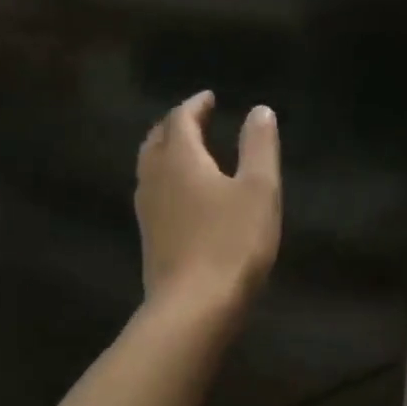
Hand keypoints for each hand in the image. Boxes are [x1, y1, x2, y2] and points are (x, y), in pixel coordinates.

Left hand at [136, 90, 281, 315]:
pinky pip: (152, 193)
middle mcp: (155, 178)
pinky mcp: (149, 238)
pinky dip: (165, 179)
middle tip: (195, 120)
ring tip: (186, 151)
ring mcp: (147, 210)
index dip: (195, 105)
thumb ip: (259, 146)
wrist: (193, 307)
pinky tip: (180, 195)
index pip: (180, 119)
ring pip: (149, 167)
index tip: (209, 98)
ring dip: (165, 151)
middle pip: (157, 140)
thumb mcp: (260, 189)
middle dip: (175, 125)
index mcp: (180, 158)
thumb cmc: (232, 243)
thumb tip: (259, 110)